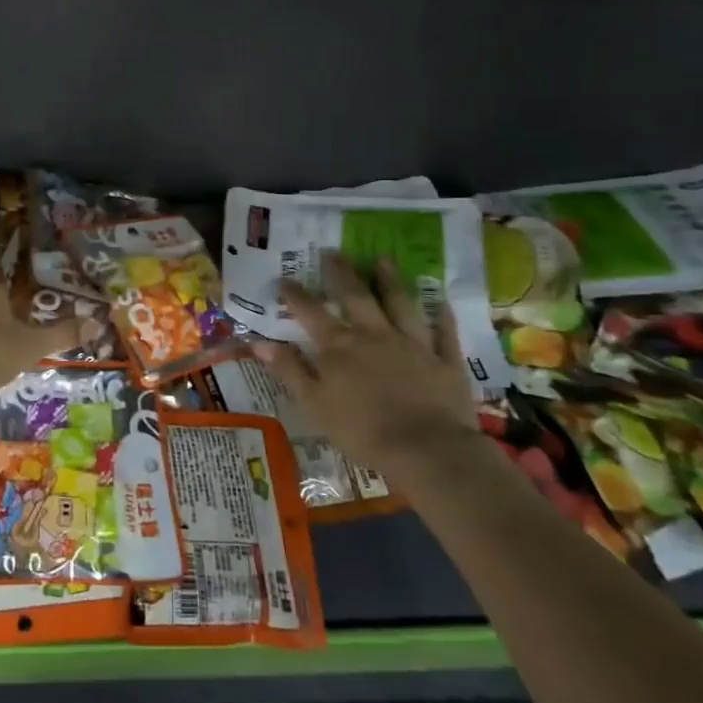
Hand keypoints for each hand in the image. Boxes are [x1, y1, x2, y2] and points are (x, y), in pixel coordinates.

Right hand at [254, 253, 478, 480]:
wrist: (427, 450)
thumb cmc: (362, 431)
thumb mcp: (314, 404)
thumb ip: (289, 370)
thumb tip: (258, 341)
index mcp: (338, 347)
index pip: (311, 312)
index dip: (295, 295)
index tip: (284, 279)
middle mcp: (373, 335)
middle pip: (355, 296)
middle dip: (342, 273)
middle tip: (334, 252)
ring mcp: (412, 344)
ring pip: (399, 304)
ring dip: (391, 281)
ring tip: (384, 260)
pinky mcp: (444, 360)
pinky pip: (443, 332)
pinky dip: (441, 315)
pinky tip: (441, 300)